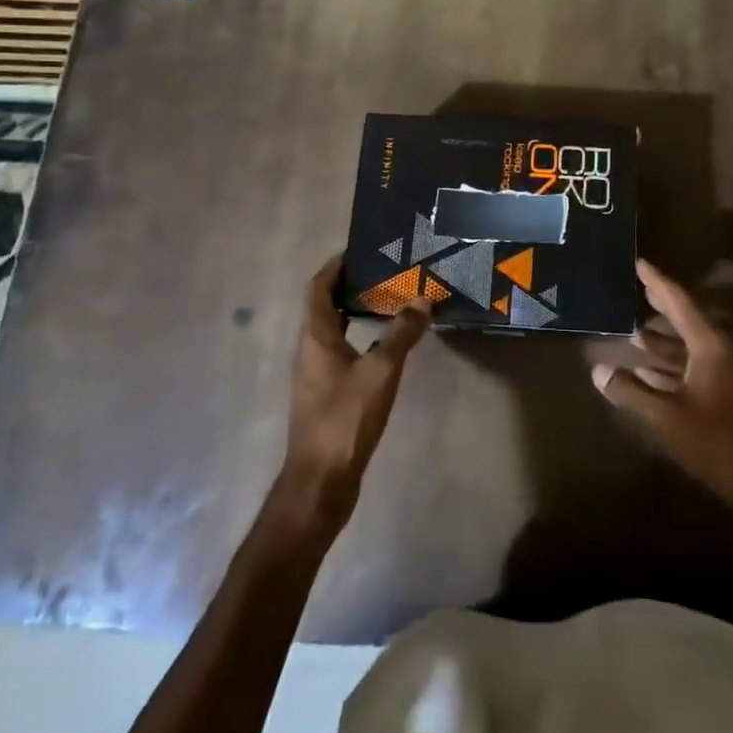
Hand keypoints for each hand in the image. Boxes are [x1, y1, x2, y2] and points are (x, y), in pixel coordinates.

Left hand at [278, 255, 431, 534]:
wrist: (321, 481)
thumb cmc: (346, 418)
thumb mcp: (380, 371)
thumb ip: (401, 334)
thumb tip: (423, 299)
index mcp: (314, 336)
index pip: (318, 287)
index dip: (335, 266)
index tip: (360, 250)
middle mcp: (309, 350)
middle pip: (324, 306)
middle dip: (349, 286)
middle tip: (384, 273)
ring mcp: (315, 375)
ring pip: (332, 330)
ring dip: (354, 312)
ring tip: (388, 302)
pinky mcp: (325, 396)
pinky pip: (340, 352)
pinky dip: (358, 338)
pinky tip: (384, 347)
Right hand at [593, 259, 732, 528]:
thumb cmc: (718, 445)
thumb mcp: (667, 418)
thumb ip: (631, 392)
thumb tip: (599, 370)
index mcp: (712, 345)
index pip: (679, 302)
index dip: (656, 282)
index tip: (638, 262)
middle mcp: (725, 349)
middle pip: (687, 318)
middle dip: (660, 306)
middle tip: (635, 290)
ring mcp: (732, 370)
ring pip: (693, 344)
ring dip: (665, 339)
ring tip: (635, 332)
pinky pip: (699, 363)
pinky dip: (676, 362)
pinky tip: (653, 370)